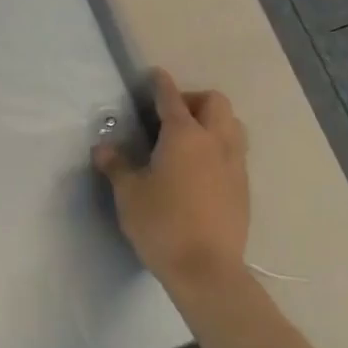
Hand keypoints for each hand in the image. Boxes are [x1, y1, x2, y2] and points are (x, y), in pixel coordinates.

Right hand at [93, 68, 250, 295]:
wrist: (207, 272)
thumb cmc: (162, 224)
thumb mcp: (128, 194)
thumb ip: (117, 166)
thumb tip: (103, 148)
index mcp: (184, 135)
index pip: (171, 98)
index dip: (161, 84)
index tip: (154, 75)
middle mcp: (215, 142)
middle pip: (215, 103)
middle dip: (194, 99)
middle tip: (171, 115)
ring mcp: (234, 165)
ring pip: (233, 125)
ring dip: (214, 121)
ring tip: (190, 139)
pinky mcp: (244, 189)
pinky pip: (236, 152)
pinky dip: (220, 147)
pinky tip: (201, 169)